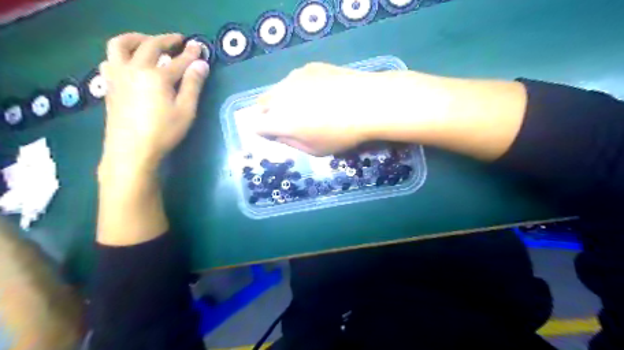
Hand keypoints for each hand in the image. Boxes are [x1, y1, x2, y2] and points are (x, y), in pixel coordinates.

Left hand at [99, 33, 208, 176]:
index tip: (199, 46)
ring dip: (136, 38)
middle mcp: (135, 69)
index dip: (191, 53)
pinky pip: (109, 60)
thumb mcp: (185, 111)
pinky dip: (120, 55)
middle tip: (178, 40)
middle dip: (166, 40)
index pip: (178, 60)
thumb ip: (193, 85)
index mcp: (157, 76)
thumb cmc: (163, 132)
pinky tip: (128, 63)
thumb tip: (202, 64)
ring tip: (148, 42)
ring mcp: (118, 75)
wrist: (131, 150)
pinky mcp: (109, 85)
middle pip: (150, 46)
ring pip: (120, 45)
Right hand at [252, 61, 387, 155]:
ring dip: (285, 99)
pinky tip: (322, 92)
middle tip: (290, 120)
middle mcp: (280, 96)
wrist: (367, 103)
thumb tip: (278, 135)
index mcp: (279, 120)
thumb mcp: (315, 150)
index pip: (256, 125)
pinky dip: (300, 87)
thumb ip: (290, 143)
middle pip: (263, 104)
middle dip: (270, 113)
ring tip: (308, 105)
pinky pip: (296, 79)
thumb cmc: (341, 134)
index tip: (274, 133)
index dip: (263, 131)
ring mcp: (294, 78)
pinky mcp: (309, 67)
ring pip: (279, 89)